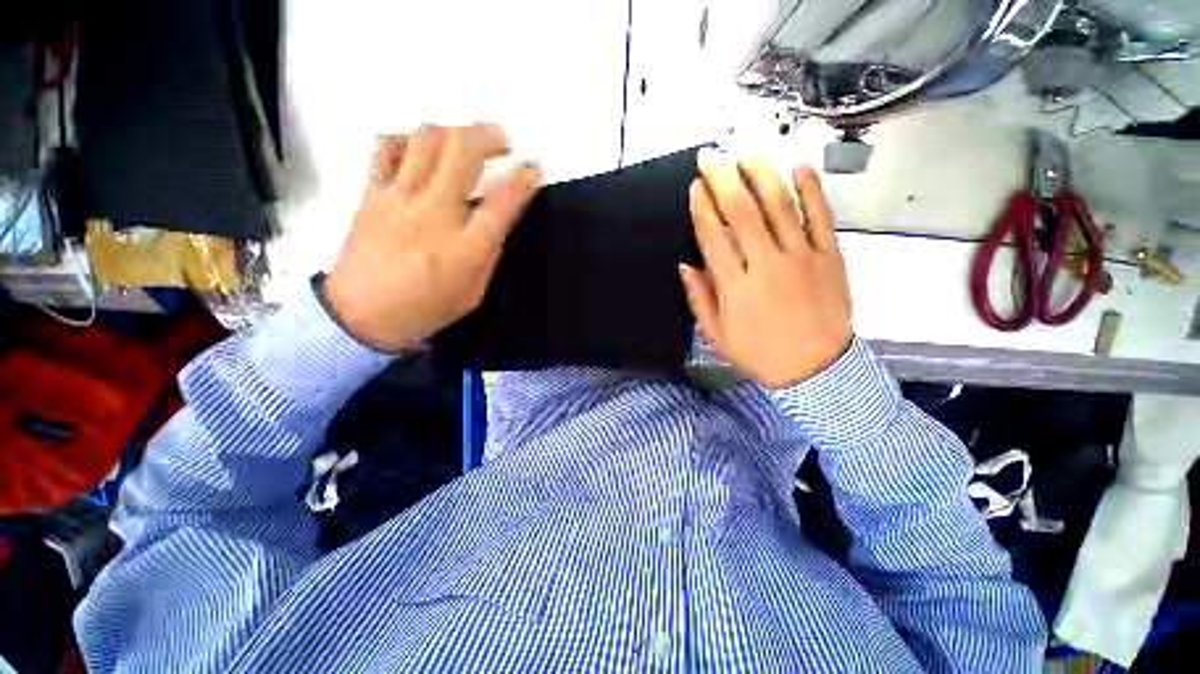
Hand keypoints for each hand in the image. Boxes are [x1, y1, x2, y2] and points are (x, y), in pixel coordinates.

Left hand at [324, 123, 541, 351]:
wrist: (359, 317)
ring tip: (465, 141)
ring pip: (426, 139)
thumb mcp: (473, 294)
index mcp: (465, 248)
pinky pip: (388, 148)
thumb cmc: (424, 311)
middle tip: (502, 141)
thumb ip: (488, 257)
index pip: (502, 203)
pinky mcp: (372, 193)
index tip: (534, 167)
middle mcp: (434, 214)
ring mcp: (399, 199)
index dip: (524, 180)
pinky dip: (409, 140)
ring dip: (454, 131)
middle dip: (489, 136)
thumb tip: (495, 226)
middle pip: (462, 152)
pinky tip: (420, 150)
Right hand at [680, 151, 851, 388]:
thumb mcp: (717, 334)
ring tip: (746, 154)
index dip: (702, 208)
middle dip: (723, 179)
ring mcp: (802, 258)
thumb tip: (686, 265)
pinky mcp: (830, 256)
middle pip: (742, 212)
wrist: (816, 371)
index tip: (695, 187)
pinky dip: (811, 189)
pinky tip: (799, 167)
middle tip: (711, 157)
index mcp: (736, 287)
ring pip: (780, 206)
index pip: (714, 237)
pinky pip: (820, 216)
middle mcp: (767, 266)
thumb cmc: (760, 354)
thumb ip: (700, 298)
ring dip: (761, 175)